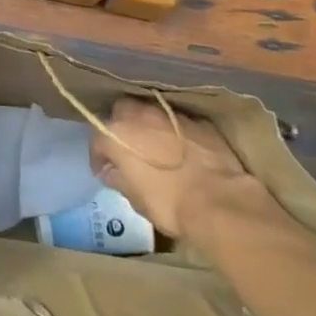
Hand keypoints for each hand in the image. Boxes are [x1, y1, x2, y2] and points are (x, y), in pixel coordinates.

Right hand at [91, 97, 275, 238]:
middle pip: (122, 111)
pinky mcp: (196, 120)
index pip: (97, 138)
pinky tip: (182, 149)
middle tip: (128, 149)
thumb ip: (119, 179)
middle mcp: (140, 115)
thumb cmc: (169, 204)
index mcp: (118, 134)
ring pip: (150, 110)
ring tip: (155, 146)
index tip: (105, 171)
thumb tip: (111, 171)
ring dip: (148, 125)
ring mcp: (170, 113)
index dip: (99, 157)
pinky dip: (174, 131)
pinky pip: (177, 120)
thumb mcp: (136, 199)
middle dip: (122, 126)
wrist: (218, 201)